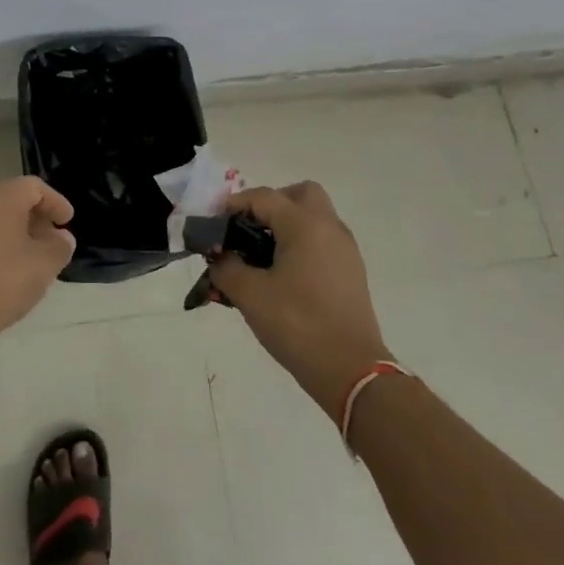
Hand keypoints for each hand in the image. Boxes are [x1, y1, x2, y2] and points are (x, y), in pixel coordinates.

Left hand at [0, 177, 75, 348]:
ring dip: (13, 232)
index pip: (35, 187)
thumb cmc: (1, 282)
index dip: (56, 202)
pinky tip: (1, 271)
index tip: (68, 222)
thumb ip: (60, 246)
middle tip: (51, 241)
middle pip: (11, 199)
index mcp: (1, 196)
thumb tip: (61, 238)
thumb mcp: (44, 265)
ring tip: (28, 259)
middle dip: (35, 218)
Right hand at [210, 182, 391, 415]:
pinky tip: (282, 276)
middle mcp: (329, 228)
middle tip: (248, 230)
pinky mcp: (351, 272)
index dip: (233, 205)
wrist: (350, 370)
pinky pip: (322, 241)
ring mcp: (345, 250)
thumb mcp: (250, 295)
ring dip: (286, 226)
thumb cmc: (297, 325)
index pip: (263, 197)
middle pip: (299, 194)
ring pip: (314, 217)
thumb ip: (226, 268)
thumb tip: (220, 258)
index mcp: (305, 225)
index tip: (212, 224)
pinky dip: (300, 245)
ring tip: (260, 257)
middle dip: (270, 205)